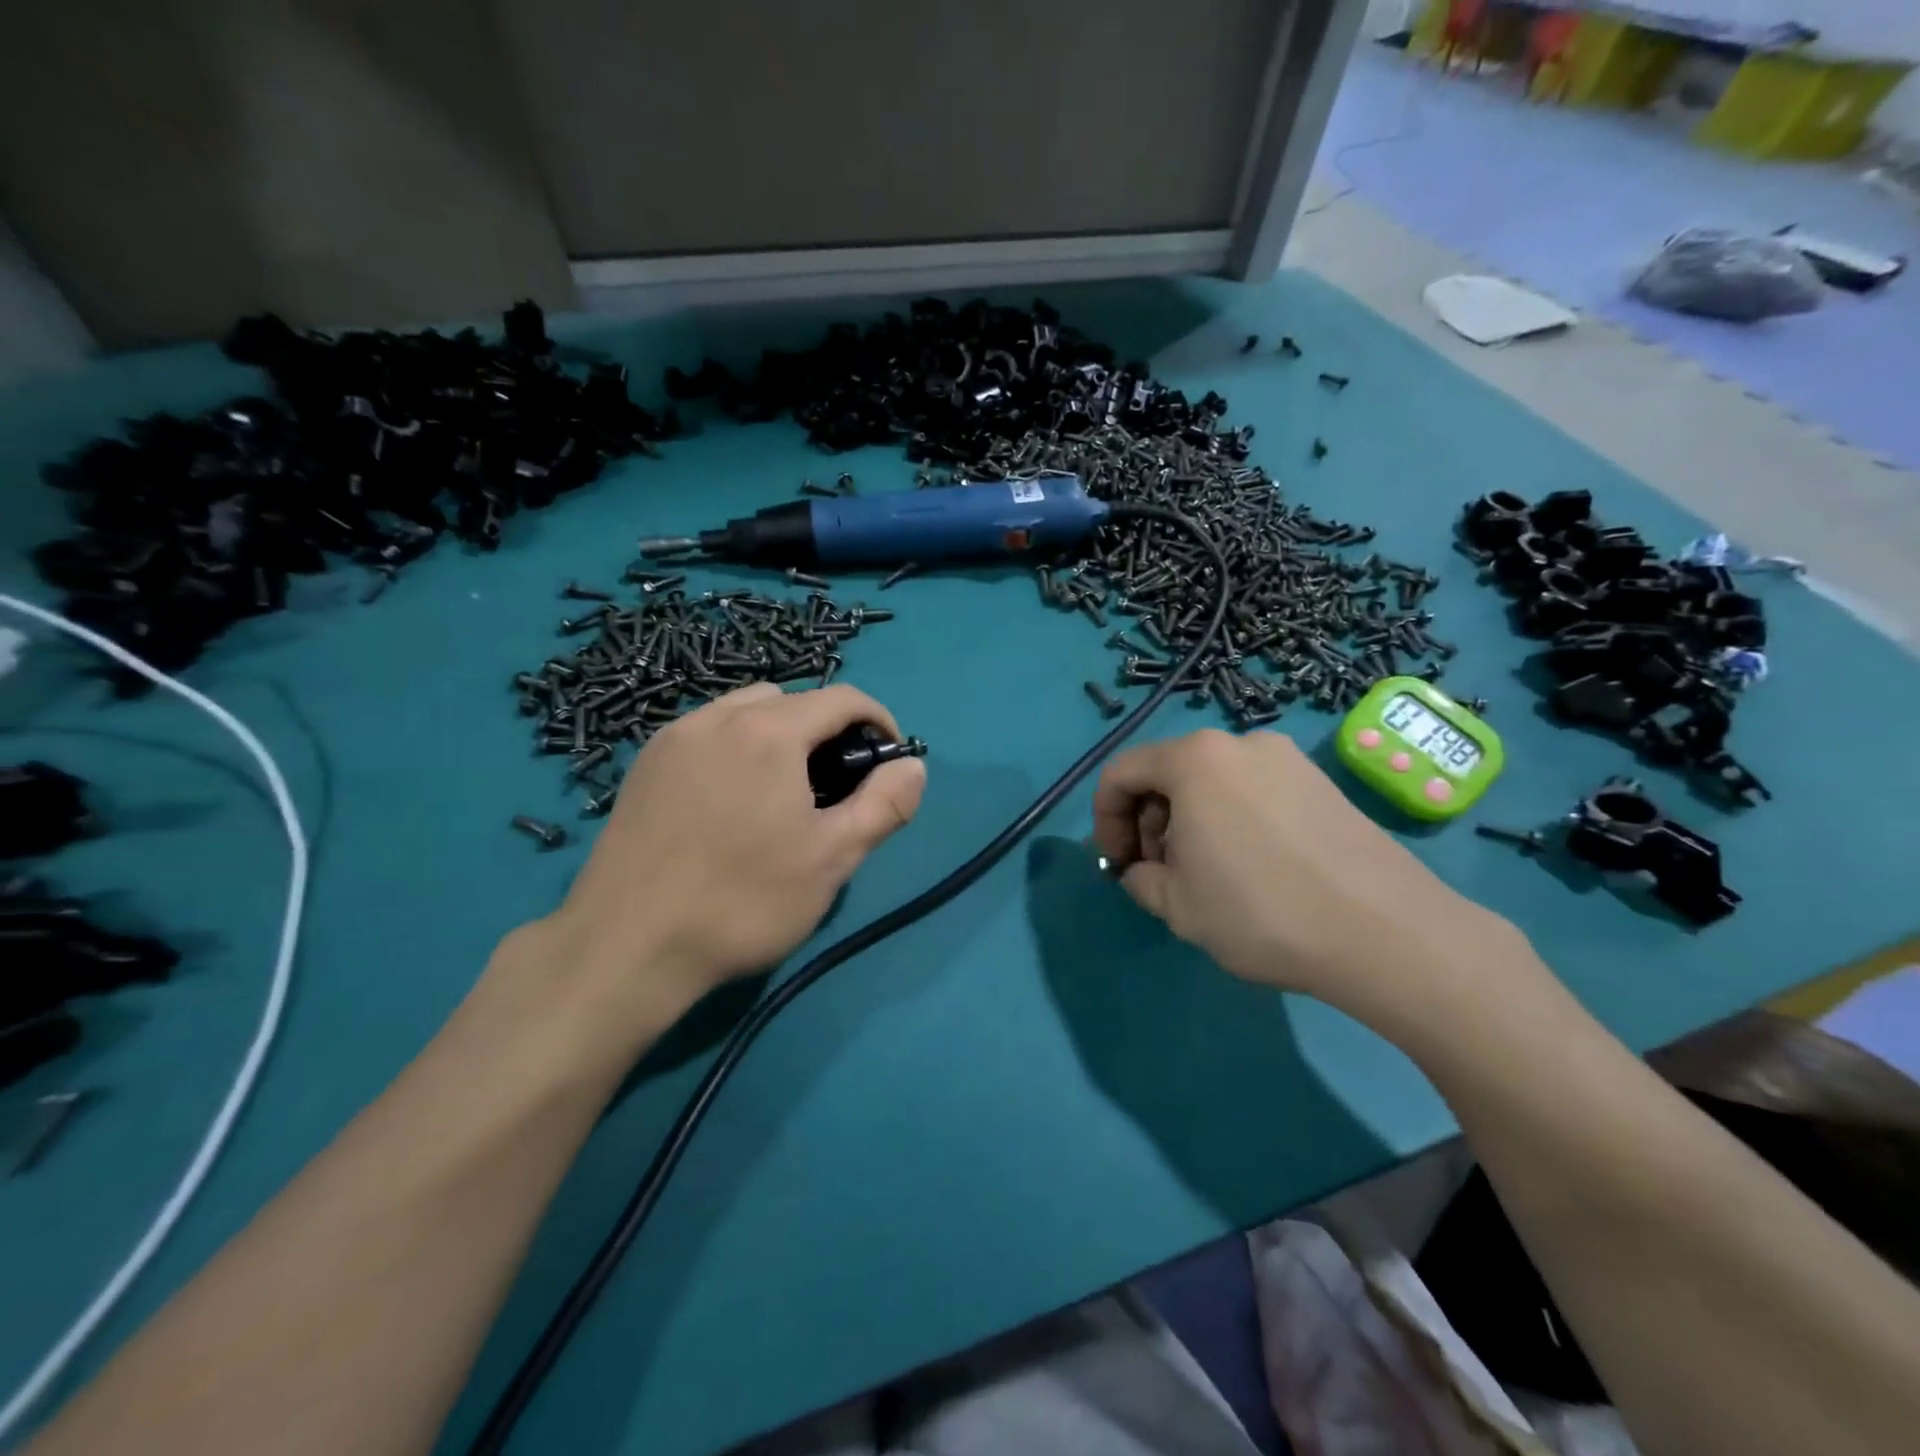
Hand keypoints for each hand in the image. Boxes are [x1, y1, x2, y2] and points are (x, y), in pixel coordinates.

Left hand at [520, 683, 925, 1041]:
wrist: (625, 948)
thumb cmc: (743, 902)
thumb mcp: (832, 859)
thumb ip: (883, 805)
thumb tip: (913, 766)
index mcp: (769, 732)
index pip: (841, 698)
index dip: (877, 721)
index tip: (888, 760)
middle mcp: (718, 717)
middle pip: (791, 699)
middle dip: (825, 728)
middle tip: (834, 785)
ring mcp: (673, 739)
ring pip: (744, 711)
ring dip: (778, 734)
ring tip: (782, 792)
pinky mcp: (644, 766)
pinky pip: (706, 733)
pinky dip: (735, 746)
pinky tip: (732, 800)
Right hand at [1091, 729, 1530, 1032]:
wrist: (1386, 932)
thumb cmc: (1260, 911)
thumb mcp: (1176, 905)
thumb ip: (1139, 878)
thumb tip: (1142, 869)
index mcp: (1194, 758)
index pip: (1121, 774)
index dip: (1104, 820)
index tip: (1116, 865)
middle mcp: (1239, 743)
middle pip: (1168, 773)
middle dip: (1150, 822)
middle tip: (1159, 874)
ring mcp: (1286, 758)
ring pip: (1211, 782)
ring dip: (1190, 822)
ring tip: (1205, 876)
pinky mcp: (1321, 781)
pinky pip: (1252, 791)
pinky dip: (1231, 819)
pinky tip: (1250, 867)